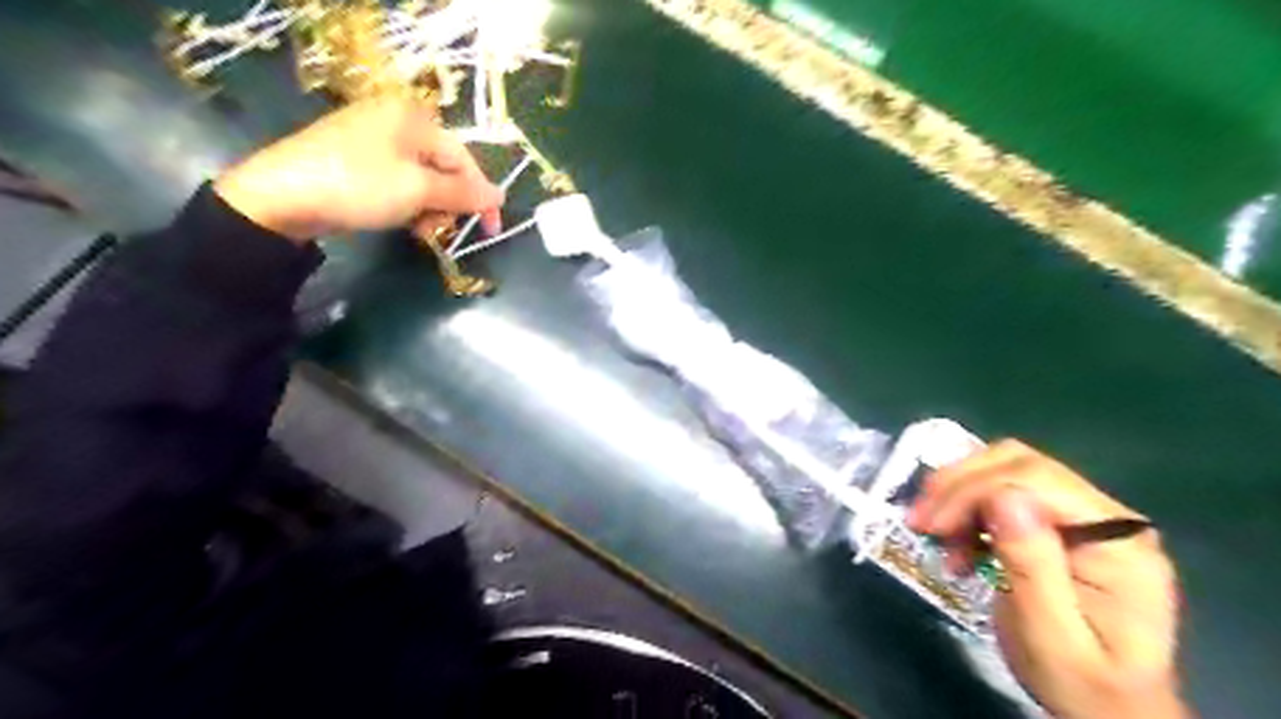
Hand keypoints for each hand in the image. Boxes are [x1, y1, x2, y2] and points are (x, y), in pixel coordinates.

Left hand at [213, 97, 504, 240]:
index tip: (491, 229)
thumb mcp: (419, 190)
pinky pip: (399, 182)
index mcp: (413, 118)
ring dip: (430, 208)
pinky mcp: (356, 160)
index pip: (463, 158)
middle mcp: (395, 122)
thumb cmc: (359, 185)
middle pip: (443, 168)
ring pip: (422, 179)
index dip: (481, 195)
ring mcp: (373, 140)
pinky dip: (407, 204)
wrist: (280, 197)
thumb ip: (464, 194)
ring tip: (419, 231)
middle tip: (440, 230)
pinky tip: (400, 222)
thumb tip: (500, 196)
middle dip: (449, 203)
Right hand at [905, 439, 1183, 717]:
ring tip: (937, 536)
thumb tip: (1004, 498)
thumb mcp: (1050, 636)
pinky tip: (959, 542)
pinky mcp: (1063, 523)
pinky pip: (1005, 491)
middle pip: (1019, 462)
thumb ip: (1032, 566)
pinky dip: (970, 508)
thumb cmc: (1081, 684)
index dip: (973, 490)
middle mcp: (1107, 515)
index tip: (929, 526)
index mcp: (1116, 541)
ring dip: (960, 494)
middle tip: (921, 521)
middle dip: (960, 485)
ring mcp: (1086, 516)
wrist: (1112, 713)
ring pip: (1007, 468)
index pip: (1035, 479)